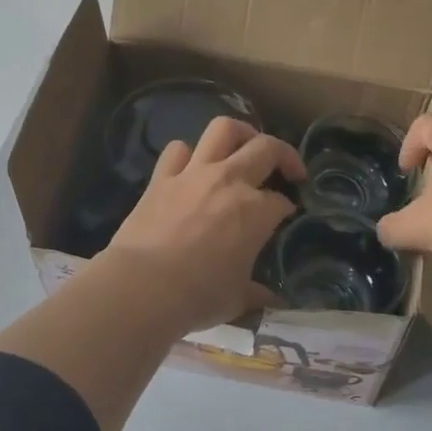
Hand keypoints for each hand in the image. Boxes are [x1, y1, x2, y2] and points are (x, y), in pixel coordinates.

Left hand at [101, 116, 304, 336]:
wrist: (143, 287)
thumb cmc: (199, 296)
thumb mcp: (237, 299)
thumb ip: (256, 293)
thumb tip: (271, 300)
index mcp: (257, 211)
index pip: (282, 201)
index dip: (287, 208)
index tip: (286, 217)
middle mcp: (230, 181)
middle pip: (266, 148)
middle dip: (284, 155)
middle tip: (288, 170)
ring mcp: (193, 174)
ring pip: (223, 130)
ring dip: (239, 133)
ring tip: (244, 148)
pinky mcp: (161, 178)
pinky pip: (177, 149)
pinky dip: (188, 154)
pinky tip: (192, 167)